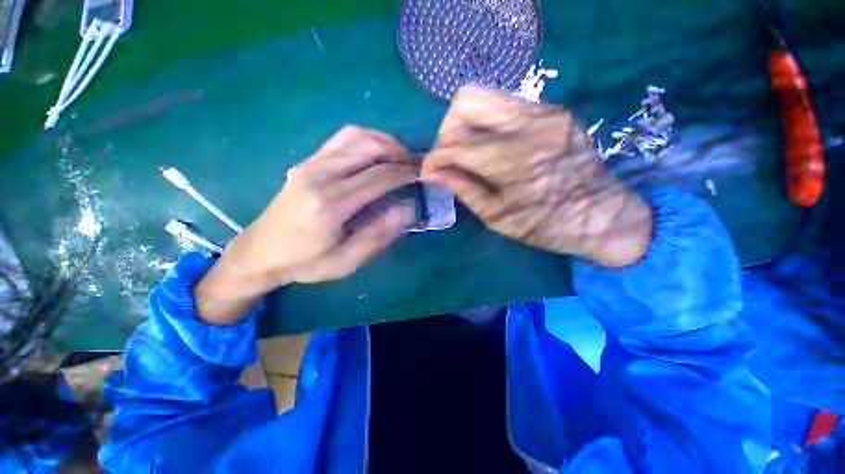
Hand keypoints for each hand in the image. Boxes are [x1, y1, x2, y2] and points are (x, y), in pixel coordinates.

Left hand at [195, 126, 418, 323]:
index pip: (378, 176)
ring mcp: (309, 164)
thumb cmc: (305, 262)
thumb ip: (379, 234)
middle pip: (368, 148)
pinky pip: (341, 139)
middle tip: (414, 165)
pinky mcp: (306, 161)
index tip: (421, 174)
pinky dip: (365, 139)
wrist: (260, 252)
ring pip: (355, 137)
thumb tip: (408, 208)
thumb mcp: (346, 261)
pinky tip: (376, 152)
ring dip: (383, 142)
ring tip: (400, 157)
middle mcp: (319, 175)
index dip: (404, 173)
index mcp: (330, 204)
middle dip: (398, 153)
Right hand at [421, 86, 651, 266]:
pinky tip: (493, 146)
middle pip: (465, 101)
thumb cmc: (546, 225)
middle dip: (447, 130)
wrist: (604, 216)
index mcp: (513, 162)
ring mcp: (545, 112)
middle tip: (450, 155)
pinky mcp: (554, 110)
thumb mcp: (497, 216)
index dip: (434, 158)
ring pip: (485, 95)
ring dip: (466, 123)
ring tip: (469, 151)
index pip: (455, 145)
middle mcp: (528, 126)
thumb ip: (462, 188)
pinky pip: (506, 104)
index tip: (428, 171)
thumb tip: (431, 173)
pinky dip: (489, 123)